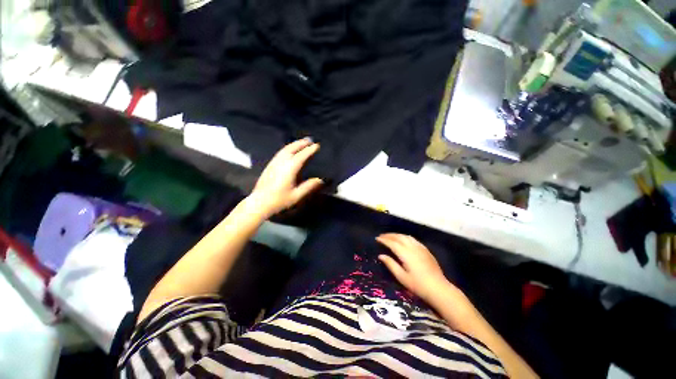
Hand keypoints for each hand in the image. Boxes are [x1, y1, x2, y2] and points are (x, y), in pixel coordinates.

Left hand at [250, 138, 323, 215]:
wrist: (259, 203)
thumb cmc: (279, 201)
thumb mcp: (297, 196)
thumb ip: (309, 186)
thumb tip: (321, 180)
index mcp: (290, 168)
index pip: (302, 156)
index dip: (310, 150)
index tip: (317, 145)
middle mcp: (281, 162)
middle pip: (292, 148)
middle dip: (301, 143)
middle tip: (310, 140)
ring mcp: (274, 163)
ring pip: (285, 149)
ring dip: (294, 144)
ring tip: (301, 142)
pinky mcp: (269, 166)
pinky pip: (280, 153)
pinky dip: (287, 148)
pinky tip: (289, 151)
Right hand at [376, 233, 455, 302]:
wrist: (438, 288)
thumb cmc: (418, 285)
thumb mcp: (401, 277)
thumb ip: (391, 264)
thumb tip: (381, 255)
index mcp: (405, 253)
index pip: (392, 243)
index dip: (384, 240)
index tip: (377, 238)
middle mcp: (412, 247)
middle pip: (399, 237)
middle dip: (389, 235)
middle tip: (382, 236)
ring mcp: (420, 247)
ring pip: (406, 236)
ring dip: (397, 235)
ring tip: (390, 236)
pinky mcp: (425, 250)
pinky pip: (413, 239)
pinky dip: (405, 237)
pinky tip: (404, 240)